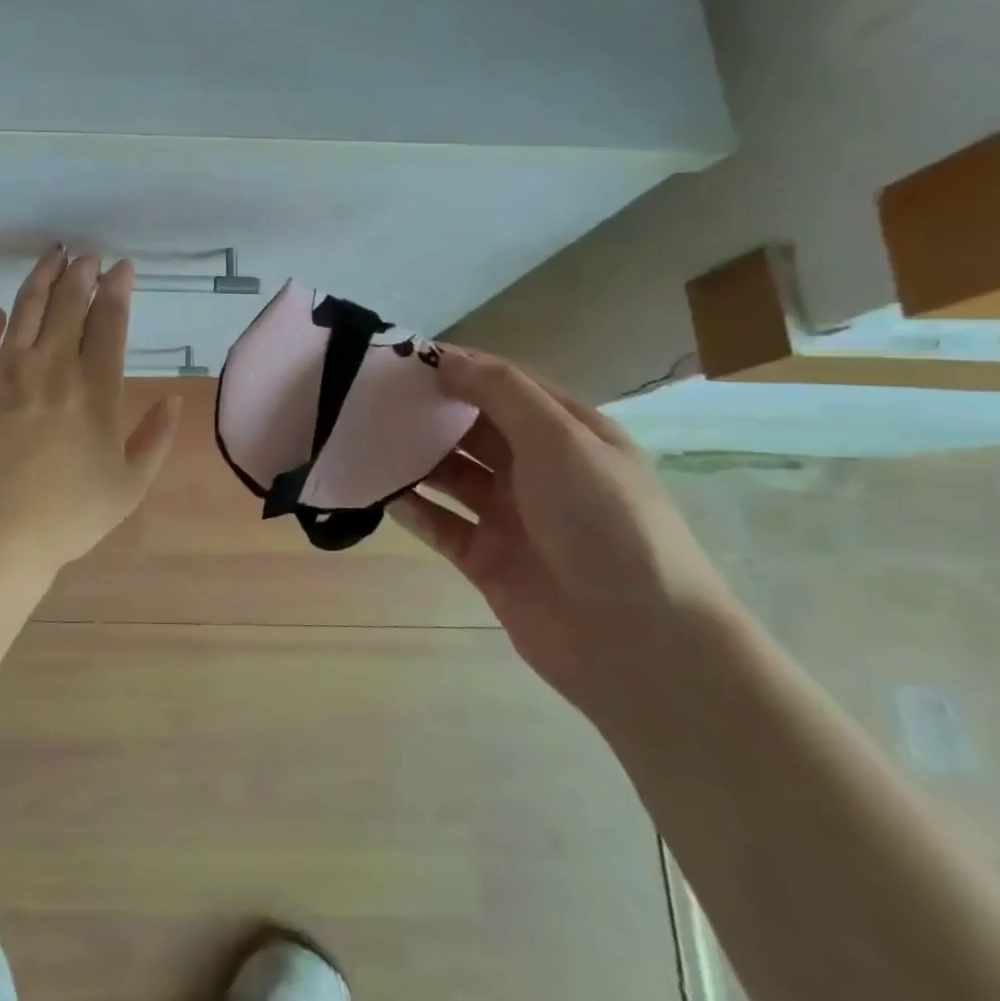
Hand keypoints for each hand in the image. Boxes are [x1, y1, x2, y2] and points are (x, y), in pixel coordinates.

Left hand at [0, 249, 181, 585]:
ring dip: (41, 277)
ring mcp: (5, 370)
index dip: (117, 290)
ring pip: (25, 307)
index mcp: (94, 388)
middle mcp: (51, 366)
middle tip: (88, 256)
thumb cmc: (66, 514)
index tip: (122, 268)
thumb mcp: (128, 486)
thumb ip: (155, 439)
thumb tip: (174, 399)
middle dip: (81, 273)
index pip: (109, 322)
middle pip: (67, 304)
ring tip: (52, 256)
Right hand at [388, 350, 738, 720]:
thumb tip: (445, 359)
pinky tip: (376, 490)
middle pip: (471, 429)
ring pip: (450, 476)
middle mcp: (537, 470)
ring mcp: (510, 517)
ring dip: (413, 459)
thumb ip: (500, 393)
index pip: (503, 386)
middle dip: (427, 412)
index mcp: (567, 434)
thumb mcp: (560, 440)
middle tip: (369, 398)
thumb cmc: (604, 522)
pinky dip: (410, 507)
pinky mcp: (486, 559)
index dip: (456, 368)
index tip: (401, 358)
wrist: (637, 641)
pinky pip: (439, 524)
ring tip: (362, 440)